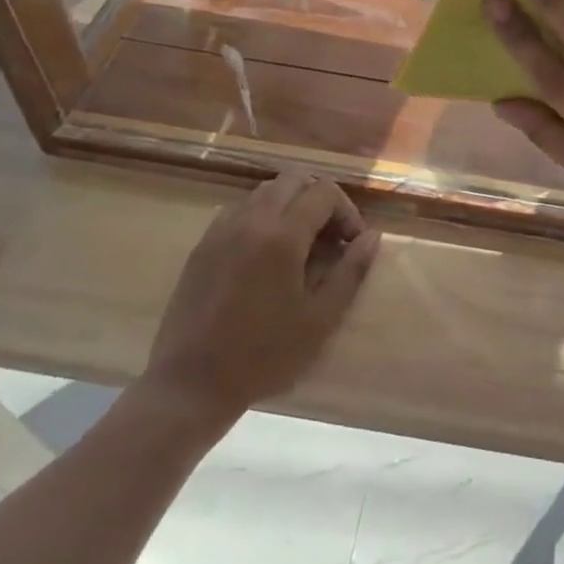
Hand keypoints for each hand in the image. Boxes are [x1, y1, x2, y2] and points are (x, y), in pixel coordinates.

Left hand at [138, 172, 379, 418]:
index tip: (351, 244)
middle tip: (328, 238)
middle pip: (294, 179)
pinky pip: (239, 210)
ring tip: (298, 245)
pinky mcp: (203, 244)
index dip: (346, 211)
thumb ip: (351, 272)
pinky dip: (261, 216)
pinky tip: (264, 254)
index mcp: (282, 235)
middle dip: (319, 200)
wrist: (190, 384)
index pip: (324, 191)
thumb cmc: (263, 355)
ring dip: (290, 205)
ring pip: (265, 191)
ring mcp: (222, 229)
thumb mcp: (320, 320)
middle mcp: (251, 219)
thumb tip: (372, 236)